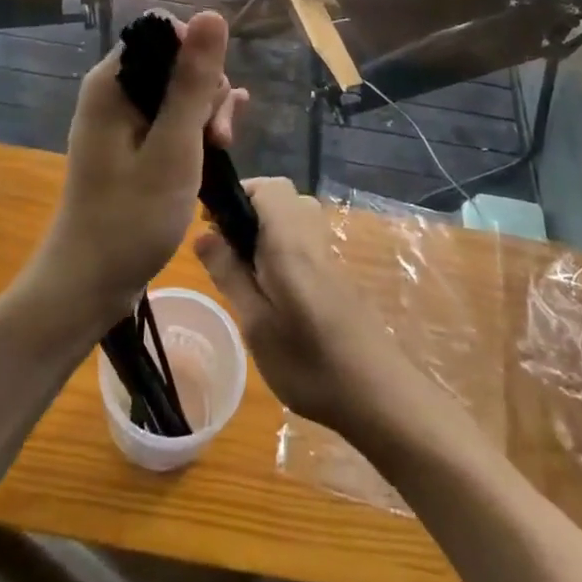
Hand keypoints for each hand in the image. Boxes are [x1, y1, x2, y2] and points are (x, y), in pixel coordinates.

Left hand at [33, 11, 246, 329]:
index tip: (211, 97)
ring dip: (207, 114)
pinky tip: (223, 141)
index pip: (163, 32)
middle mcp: (113, 93)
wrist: (90, 282)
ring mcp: (121, 121)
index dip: (198, 56)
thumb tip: (212, 13)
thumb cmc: (132, 216)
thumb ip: (193, 81)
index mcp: (112, 83)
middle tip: (218, 138)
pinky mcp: (132, 145)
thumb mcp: (174, 146)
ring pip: (178, 93)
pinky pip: (170, 119)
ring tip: (220, 150)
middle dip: (206, 90)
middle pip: (175, 62)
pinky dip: (196, 129)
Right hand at [194, 179, 411, 432]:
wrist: (378, 396)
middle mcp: (313, 236)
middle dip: (250, 213)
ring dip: (267, 232)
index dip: (238, 194)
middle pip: (282, 198)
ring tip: (245, 272)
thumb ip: (229, 274)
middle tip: (227, 251)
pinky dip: (283, 249)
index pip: (268, 186)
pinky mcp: (338, 275)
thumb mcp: (256, 324)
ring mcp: (329, 255)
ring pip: (294, 219)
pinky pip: (305, 241)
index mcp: (290, 240)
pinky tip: (273, 292)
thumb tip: (202, 235)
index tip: (213, 225)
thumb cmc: (309, 362)